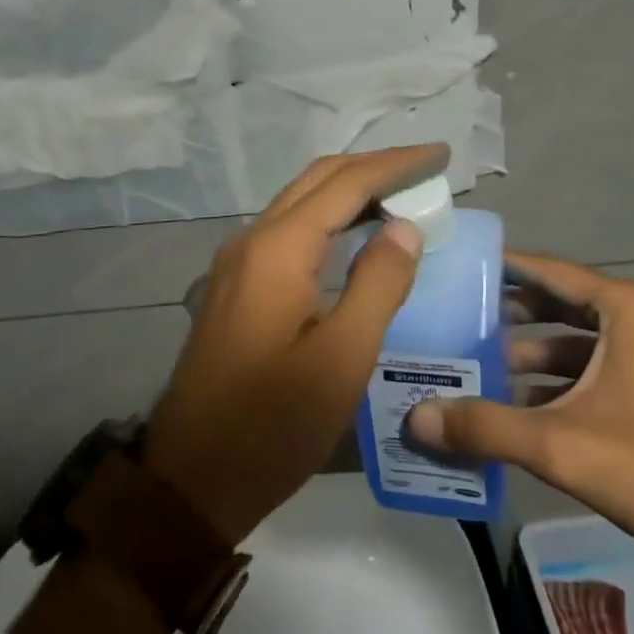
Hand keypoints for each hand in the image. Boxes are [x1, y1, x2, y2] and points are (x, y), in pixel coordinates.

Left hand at [144, 144, 448, 545]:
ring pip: (301, 203)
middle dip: (374, 168)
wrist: (192, 479)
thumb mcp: (342, 359)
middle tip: (426, 172)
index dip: (396, 163)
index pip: (346, 183)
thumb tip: (403, 226)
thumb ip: (378, 284)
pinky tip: (356, 239)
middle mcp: (252, 240)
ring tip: (402, 197)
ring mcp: (237, 263)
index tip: (441, 154)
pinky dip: (330, 220)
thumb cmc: (273, 425)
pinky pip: (289, 231)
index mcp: (277, 249)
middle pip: (319, 180)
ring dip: (351, 192)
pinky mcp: (235, 286)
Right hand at [405, 251, 633, 577]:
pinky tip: (517, 407)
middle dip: (510, 315)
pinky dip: (557, 382)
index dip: (505, 267)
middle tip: (458, 318)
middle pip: (562, 304)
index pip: (552, 271)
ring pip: (578, 342)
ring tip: (477, 366)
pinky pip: (595, 369)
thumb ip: (484, 426)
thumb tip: (416, 419)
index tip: (462, 265)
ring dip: (531, 355)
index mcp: (628, 309)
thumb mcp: (559, 445)